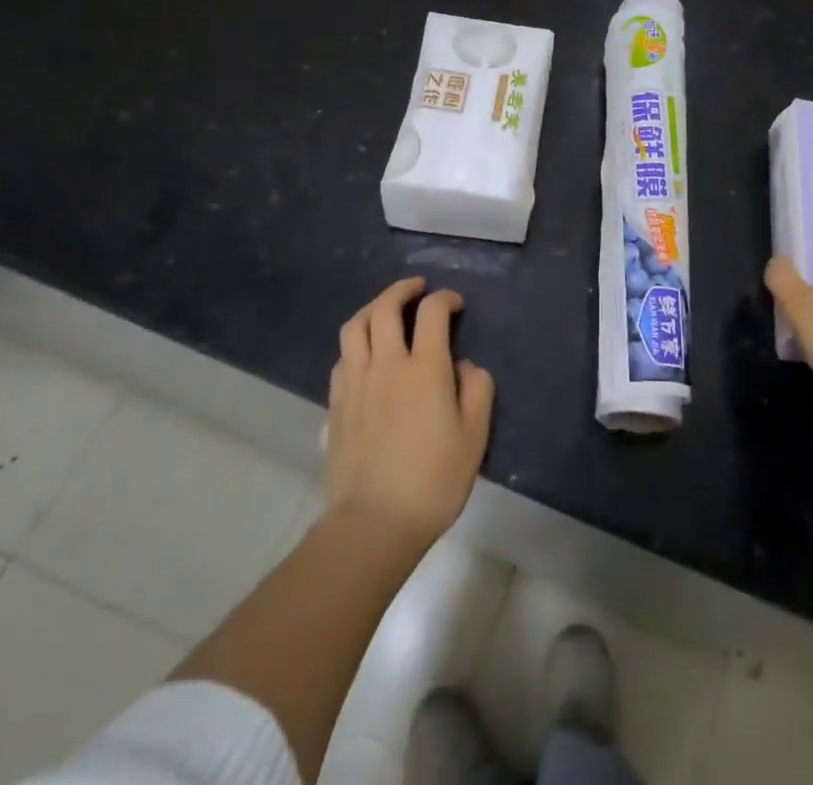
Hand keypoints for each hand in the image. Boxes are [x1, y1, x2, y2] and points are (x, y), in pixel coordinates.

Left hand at [325, 278, 494, 555]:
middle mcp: (387, 364)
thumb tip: (464, 366)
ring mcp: (356, 382)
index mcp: (425, 368)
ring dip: (373, 308)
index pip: (432, 312)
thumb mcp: (474, 437)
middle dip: (403, 289)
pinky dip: (357, 342)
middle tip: (417, 289)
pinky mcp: (336, 403)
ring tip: (386, 310)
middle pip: (385, 308)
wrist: (374, 523)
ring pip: (355, 326)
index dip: (445, 299)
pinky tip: (367, 354)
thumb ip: (476, 390)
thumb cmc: (433, 480)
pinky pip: (343, 356)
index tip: (455, 305)